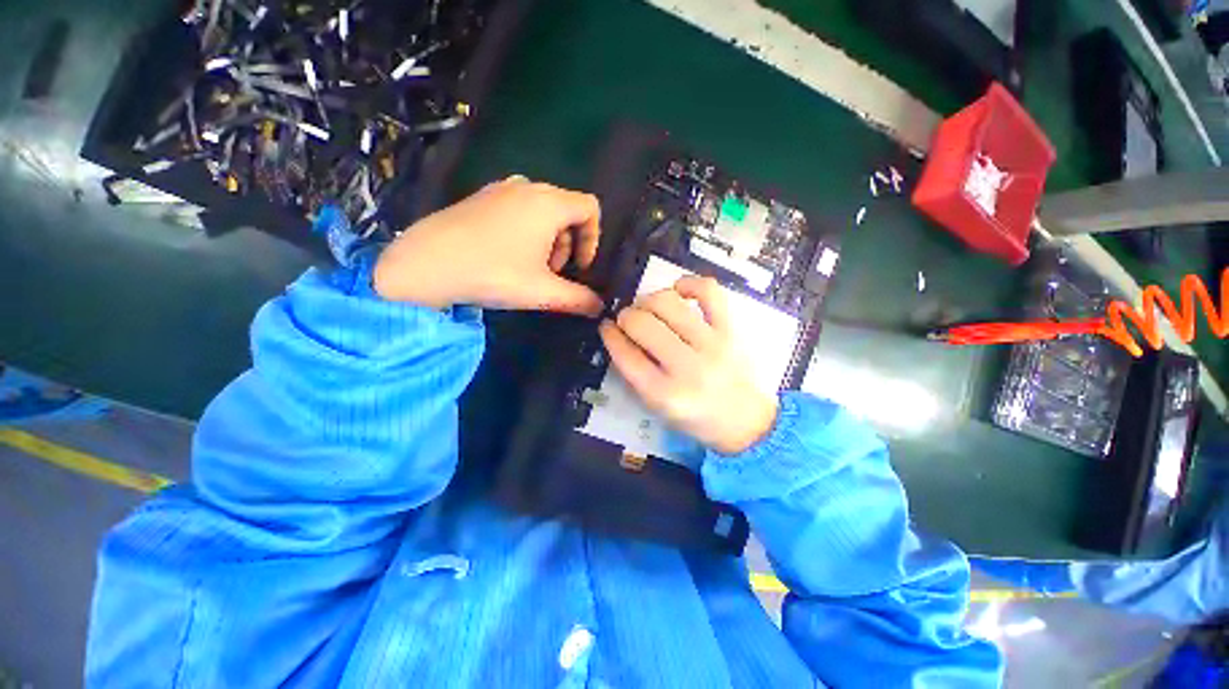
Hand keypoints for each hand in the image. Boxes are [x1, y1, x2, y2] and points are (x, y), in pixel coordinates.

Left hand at [374, 177, 603, 313]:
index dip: (593, 239)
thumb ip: (579, 300)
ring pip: (542, 211)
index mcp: (548, 203)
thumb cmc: (493, 273)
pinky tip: (507, 256)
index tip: (580, 267)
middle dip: (569, 244)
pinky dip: (526, 231)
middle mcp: (527, 186)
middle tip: (552, 272)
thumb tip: (599, 307)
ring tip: (530, 267)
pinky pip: (518, 209)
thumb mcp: (542, 292)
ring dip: (548, 240)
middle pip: (567, 211)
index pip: (590, 208)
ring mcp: (500, 188)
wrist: (424, 264)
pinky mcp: (480, 197)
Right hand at [599, 276, 777, 454]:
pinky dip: (689, 283)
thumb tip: (620, 335)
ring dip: (649, 300)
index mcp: (664, 394)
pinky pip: (708, 292)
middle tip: (628, 320)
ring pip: (668, 303)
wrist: (747, 422)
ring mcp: (711, 344)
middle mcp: (687, 367)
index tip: (607, 327)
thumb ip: (635, 373)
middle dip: (626, 316)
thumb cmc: (697, 418)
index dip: (610, 336)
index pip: (625, 355)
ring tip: (649, 308)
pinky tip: (678, 290)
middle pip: (642, 324)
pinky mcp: (730, 330)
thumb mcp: (657, 406)